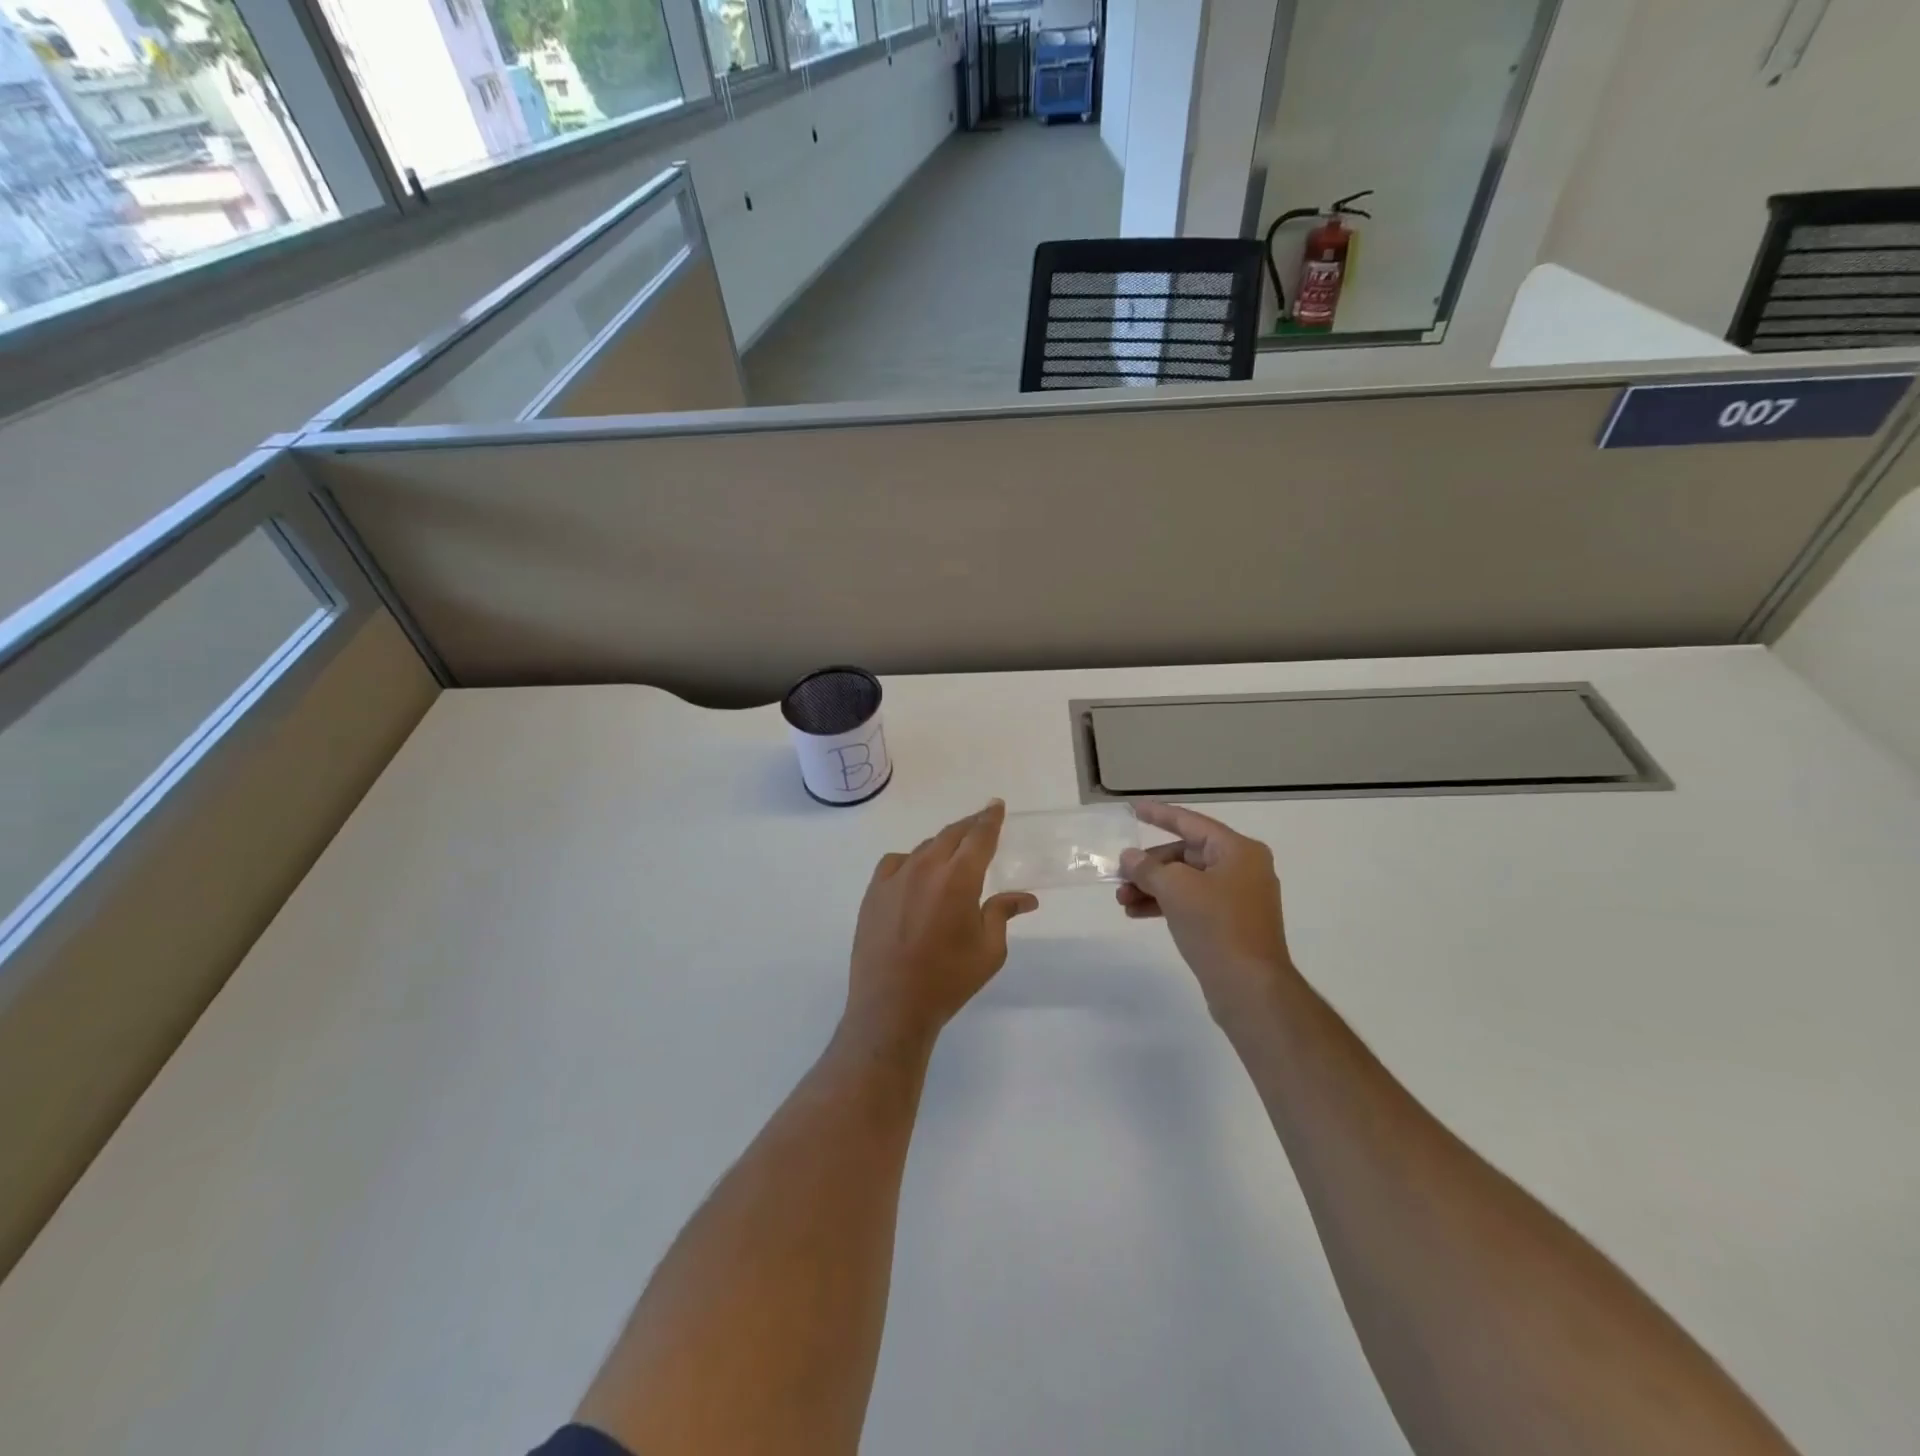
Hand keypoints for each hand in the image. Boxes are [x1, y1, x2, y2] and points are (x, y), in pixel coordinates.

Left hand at [846, 800, 1038, 1050]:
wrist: (891, 1006)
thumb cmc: (948, 980)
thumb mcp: (989, 950)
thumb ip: (1003, 913)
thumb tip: (1026, 898)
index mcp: (958, 879)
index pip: (979, 836)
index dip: (990, 818)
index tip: (996, 805)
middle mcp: (926, 868)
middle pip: (951, 835)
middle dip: (970, 826)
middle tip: (982, 822)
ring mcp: (895, 878)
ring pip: (924, 848)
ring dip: (942, 845)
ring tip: (953, 853)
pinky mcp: (874, 892)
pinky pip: (896, 863)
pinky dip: (912, 861)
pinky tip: (916, 875)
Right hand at [1117, 802, 1296, 1024]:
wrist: (1249, 987)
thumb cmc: (1216, 926)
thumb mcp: (1175, 889)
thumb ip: (1148, 868)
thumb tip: (1129, 858)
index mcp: (1238, 850)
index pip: (1191, 823)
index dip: (1160, 815)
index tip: (1134, 809)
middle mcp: (1243, 868)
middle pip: (1186, 854)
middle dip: (1149, 866)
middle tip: (1119, 877)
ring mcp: (1239, 898)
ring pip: (1186, 881)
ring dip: (1152, 887)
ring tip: (1122, 901)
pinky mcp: (1231, 925)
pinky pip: (1192, 903)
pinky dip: (1166, 905)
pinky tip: (1138, 914)